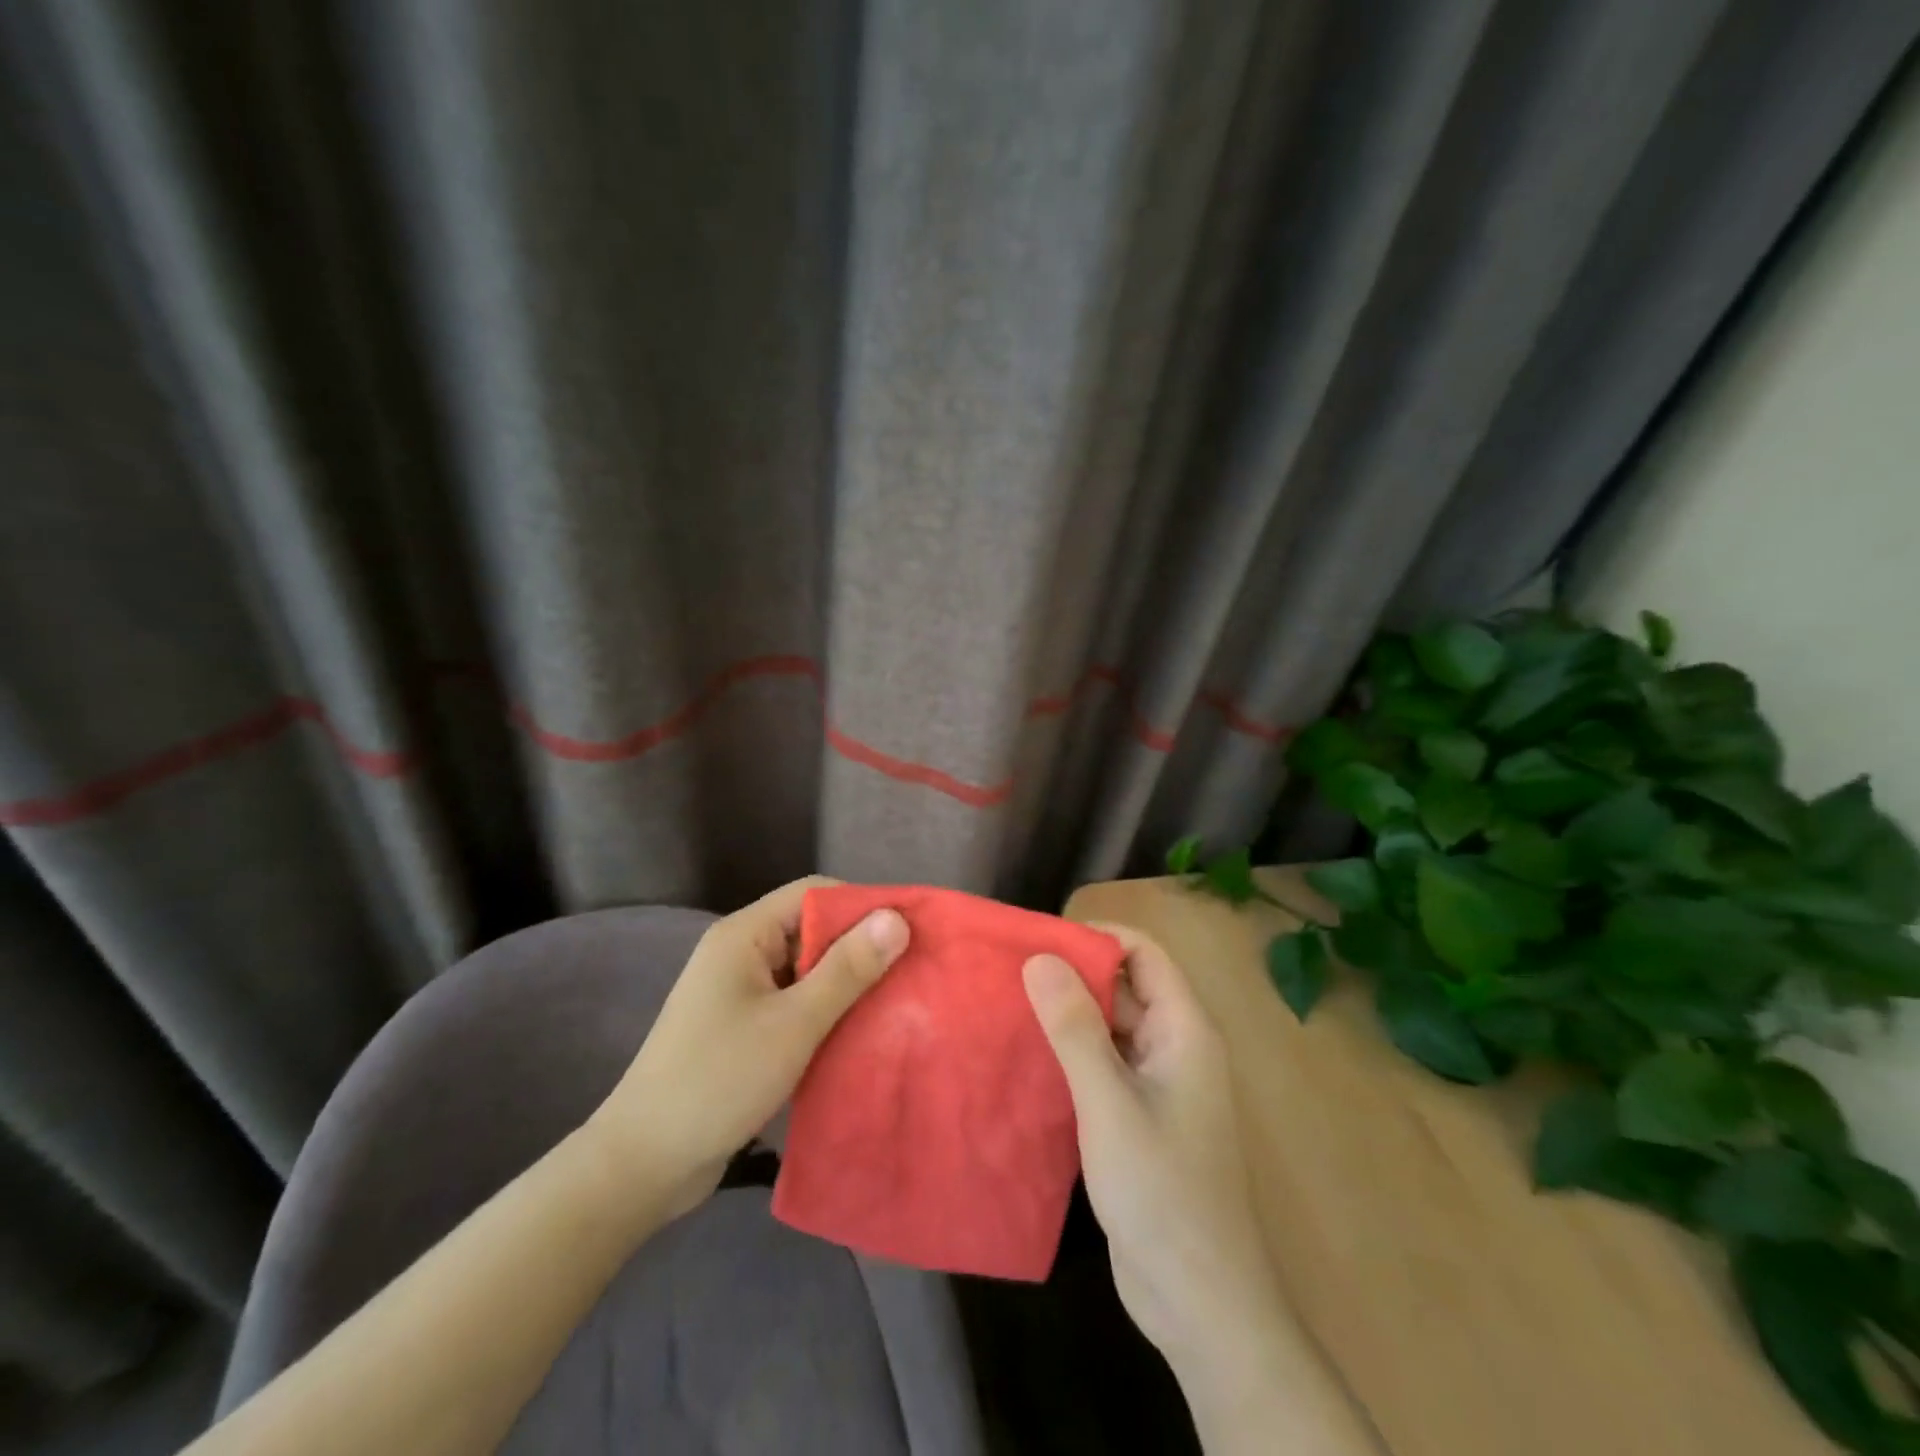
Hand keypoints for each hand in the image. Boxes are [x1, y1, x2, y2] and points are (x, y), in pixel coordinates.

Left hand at [591, 876, 908, 1217]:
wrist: (643, 1164)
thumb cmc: (719, 1080)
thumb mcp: (793, 1023)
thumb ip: (847, 969)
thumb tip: (896, 918)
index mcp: (744, 935)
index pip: (813, 893)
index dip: (862, 904)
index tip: (908, 930)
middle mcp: (741, 953)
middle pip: (811, 929)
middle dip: (859, 947)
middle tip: (911, 970)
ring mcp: (739, 993)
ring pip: (806, 970)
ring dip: (846, 984)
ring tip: (897, 1002)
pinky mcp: (742, 1028)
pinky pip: (795, 1003)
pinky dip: (826, 1012)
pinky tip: (859, 1033)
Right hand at [1022, 925, 1286, 1368]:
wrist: (1198, 1301)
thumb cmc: (1161, 1191)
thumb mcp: (1108, 1102)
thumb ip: (1074, 1028)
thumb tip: (1039, 957)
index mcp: (1184, 1030)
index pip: (1143, 953)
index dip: (1096, 937)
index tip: (1039, 939)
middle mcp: (1174, 1047)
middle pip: (1124, 987)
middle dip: (1072, 974)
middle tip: (1010, 971)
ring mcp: (1157, 1085)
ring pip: (1110, 1027)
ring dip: (1067, 1015)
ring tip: (1006, 1005)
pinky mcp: (1138, 1117)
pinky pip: (1103, 1065)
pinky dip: (1070, 1054)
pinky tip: (1026, 1058)